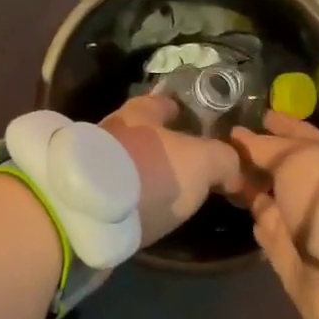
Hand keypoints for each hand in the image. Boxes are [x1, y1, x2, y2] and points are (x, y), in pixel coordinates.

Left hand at [101, 94, 244, 245]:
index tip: (189, 119)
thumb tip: (233, 172)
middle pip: (141, 135)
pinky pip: (115, 193)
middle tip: (187, 165)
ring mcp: (93, 167)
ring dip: (144, 175)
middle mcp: (111, 133)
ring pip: (127, 165)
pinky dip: (130, 199)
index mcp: (138, 114)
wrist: (93, 214)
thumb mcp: (204, 161)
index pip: (160, 103)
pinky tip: (144, 212)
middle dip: (161, 146)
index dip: (177, 110)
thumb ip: (224, 160)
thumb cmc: (153, 172)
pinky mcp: (86, 199)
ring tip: (168, 193)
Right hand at [231, 112, 318, 318]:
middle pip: (283, 169)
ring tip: (222, 175)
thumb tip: (238, 137)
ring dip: (251, 188)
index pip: (301, 135)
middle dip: (260, 158)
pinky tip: (236, 208)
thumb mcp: (296, 158)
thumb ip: (265, 147)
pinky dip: (254, 219)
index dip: (281, 124)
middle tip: (227, 147)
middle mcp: (315, 190)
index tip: (259, 115)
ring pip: (270, 199)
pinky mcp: (286, 251)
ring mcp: (300, 222)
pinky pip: (265, 228)